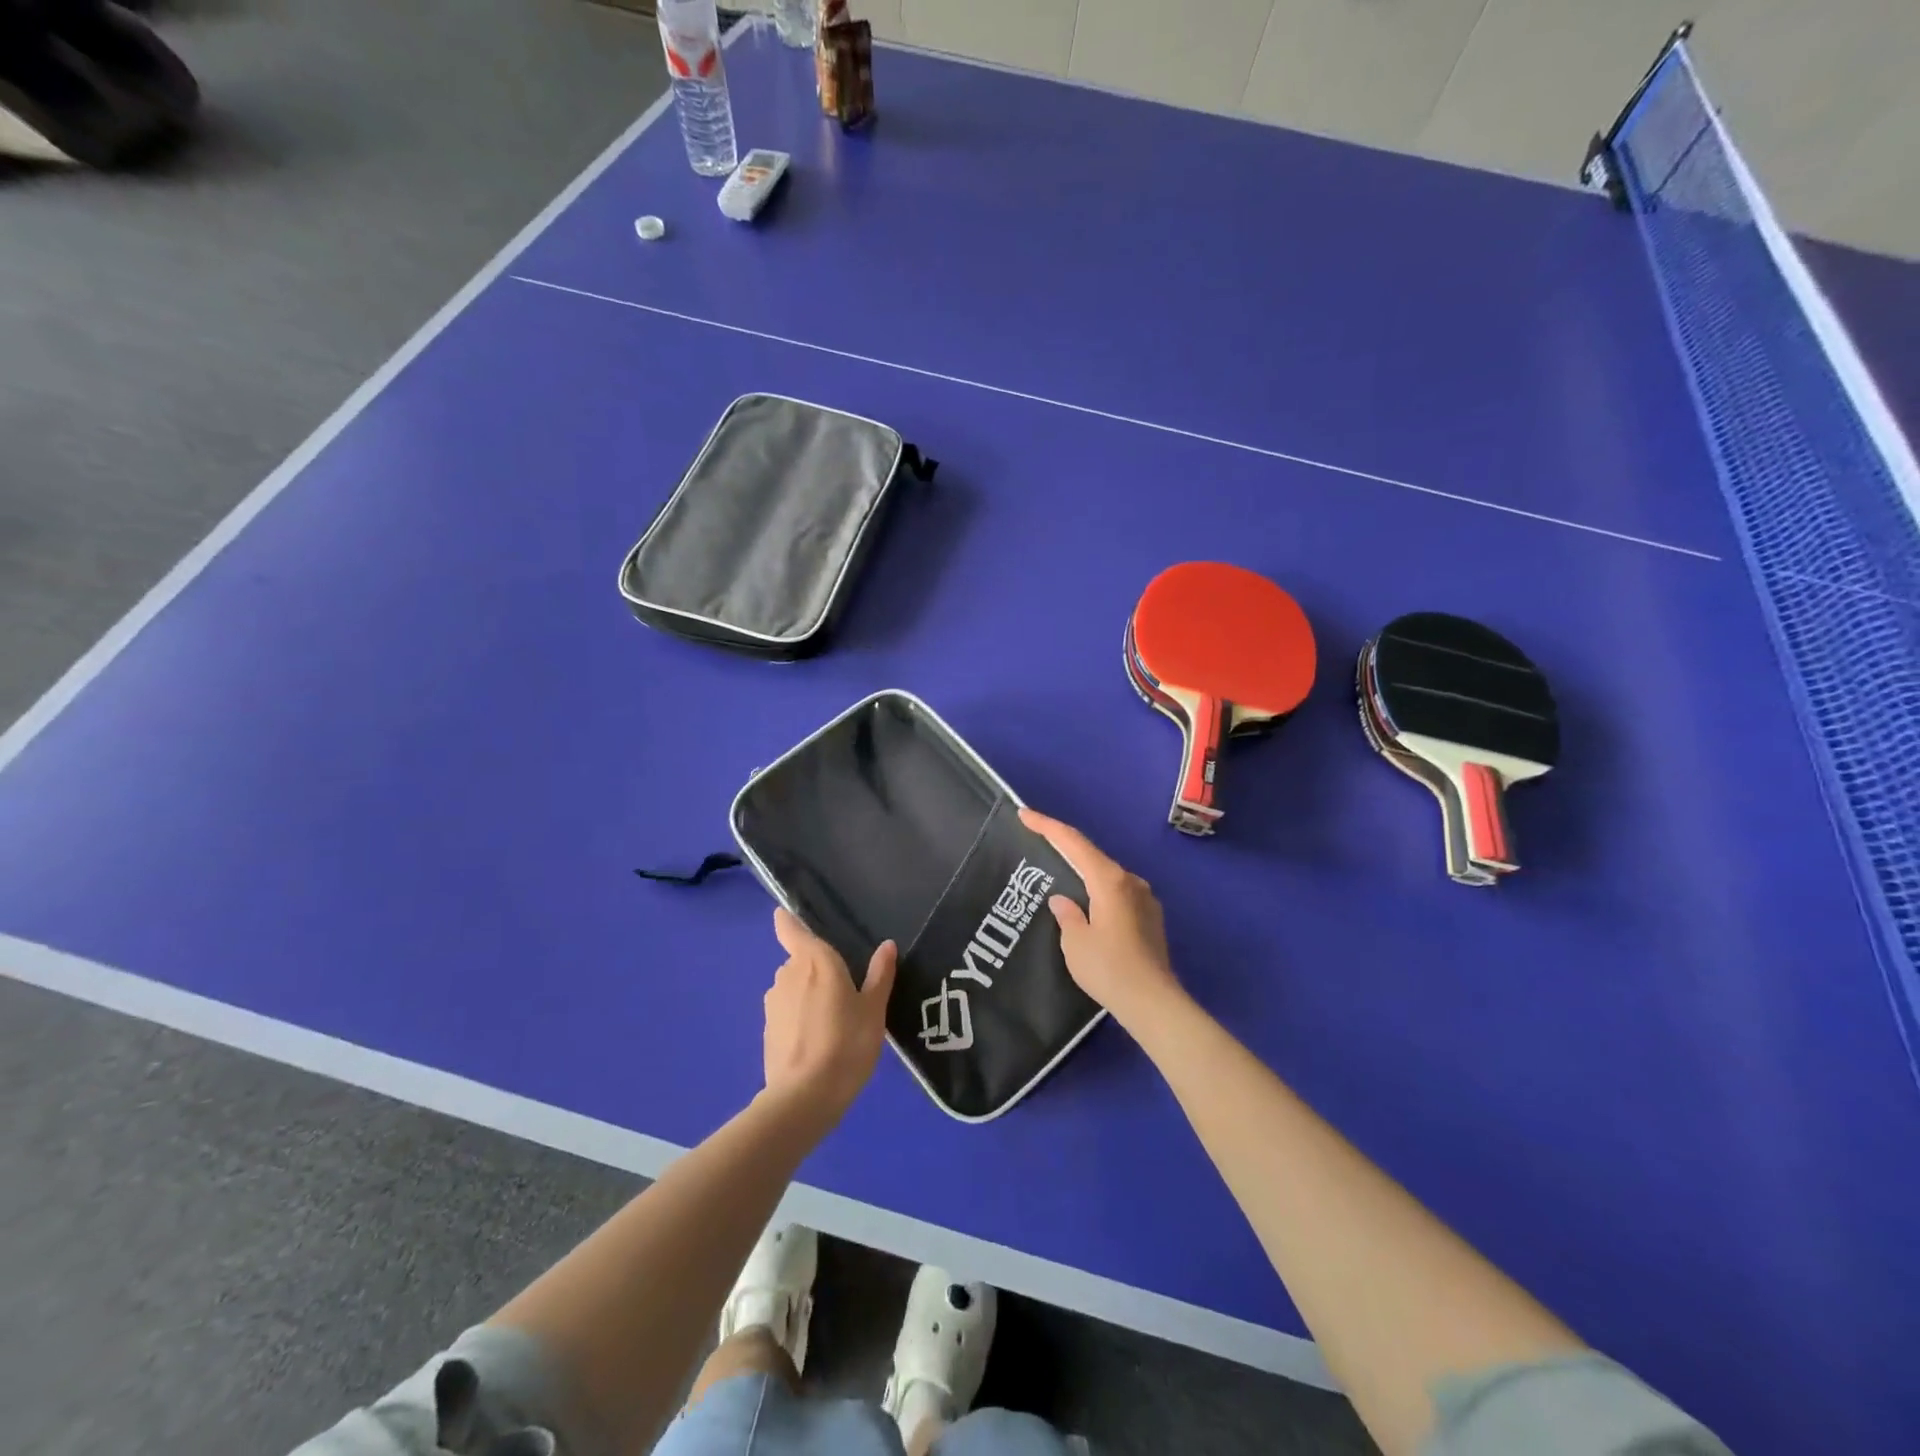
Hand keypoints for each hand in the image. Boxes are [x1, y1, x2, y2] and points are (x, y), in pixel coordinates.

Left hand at [762, 907, 895, 1122]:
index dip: (787, 920)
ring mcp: (773, 1001)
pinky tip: (817, 1040)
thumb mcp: (874, 1010)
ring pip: (793, 986)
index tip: (786, 915)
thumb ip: (879, 975)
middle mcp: (788, 973)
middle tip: (844, 989)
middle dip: (816, 968)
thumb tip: (887, 945)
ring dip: (808, 994)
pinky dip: (799, 1017)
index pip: (791, 928)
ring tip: (833, 1020)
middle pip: (800, 959)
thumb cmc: (847, 1043)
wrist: (804, 1097)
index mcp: (815, 959)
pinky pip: (787, 1010)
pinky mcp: (767, 1029)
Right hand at [1020, 809, 1182, 1024]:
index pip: (1073, 842)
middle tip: (1038, 843)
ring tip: (1059, 876)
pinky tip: (1087, 905)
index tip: (1025, 813)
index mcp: (1110, 880)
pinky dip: (1098, 891)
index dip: (1047, 826)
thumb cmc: (1109, 969)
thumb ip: (1067, 914)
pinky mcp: (1151, 918)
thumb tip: (1063, 900)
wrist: (1154, 1003)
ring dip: (1083, 872)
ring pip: (1107, 875)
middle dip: (1065, 848)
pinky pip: (1118, 893)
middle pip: (1092, 855)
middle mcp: (1131, 881)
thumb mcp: (1075, 942)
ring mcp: (1145, 899)